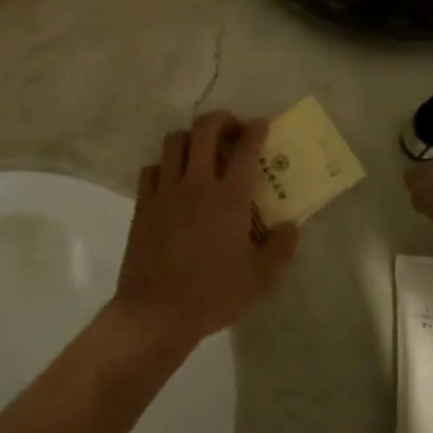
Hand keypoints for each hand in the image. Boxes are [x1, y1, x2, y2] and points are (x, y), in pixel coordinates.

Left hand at [112, 112, 299, 348]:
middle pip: (204, 130)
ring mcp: (165, 192)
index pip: (246, 148)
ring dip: (191, 138)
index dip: (256, 130)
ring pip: (174, 142)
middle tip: (233, 130)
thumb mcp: (261, 280)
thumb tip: (289, 227)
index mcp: (229, 198)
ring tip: (202, 151)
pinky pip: (152, 169)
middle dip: (222, 120)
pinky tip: (174, 180)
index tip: (262, 125)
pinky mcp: (143, 206)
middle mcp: (196, 184)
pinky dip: (165, 165)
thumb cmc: (213, 296)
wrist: (157, 313)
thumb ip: (281, 248)